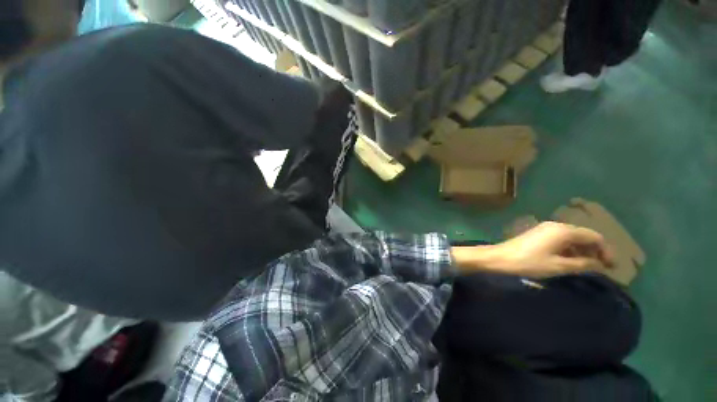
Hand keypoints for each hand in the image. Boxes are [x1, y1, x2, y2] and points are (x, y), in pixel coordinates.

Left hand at [452, 222, 613, 277]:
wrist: (499, 258)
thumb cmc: (529, 263)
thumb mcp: (559, 266)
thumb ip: (583, 264)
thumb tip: (600, 265)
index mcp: (563, 231)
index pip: (594, 236)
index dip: (606, 251)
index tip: (612, 267)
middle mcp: (555, 226)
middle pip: (583, 236)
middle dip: (595, 251)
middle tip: (602, 268)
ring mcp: (545, 229)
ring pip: (572, 238)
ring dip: (582, 251)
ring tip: (588, 267)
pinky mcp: (538, 235)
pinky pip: (560, 240)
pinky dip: (570, 250)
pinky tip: (571, 262)